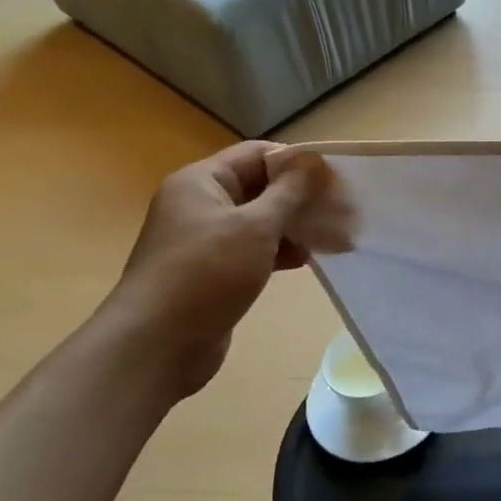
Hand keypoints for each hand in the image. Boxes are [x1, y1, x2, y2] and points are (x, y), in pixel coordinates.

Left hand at [100, 142, 354, 399]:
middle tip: (343, 210)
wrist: (156, 346)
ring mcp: (205, 239)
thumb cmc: (206, 274)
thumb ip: (290, 191)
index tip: (336, 179)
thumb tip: (314, 159)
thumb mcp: (255, 226)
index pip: (258, 155)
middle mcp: (200, 204)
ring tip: (334, 237)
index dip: (298, 163)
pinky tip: (306, 260)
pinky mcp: (213, 271)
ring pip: (260, 220)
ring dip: (295, 226)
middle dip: (302, 198)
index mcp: (201, 182)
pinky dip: (280, 251)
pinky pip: (253, 249)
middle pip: (261, 187)